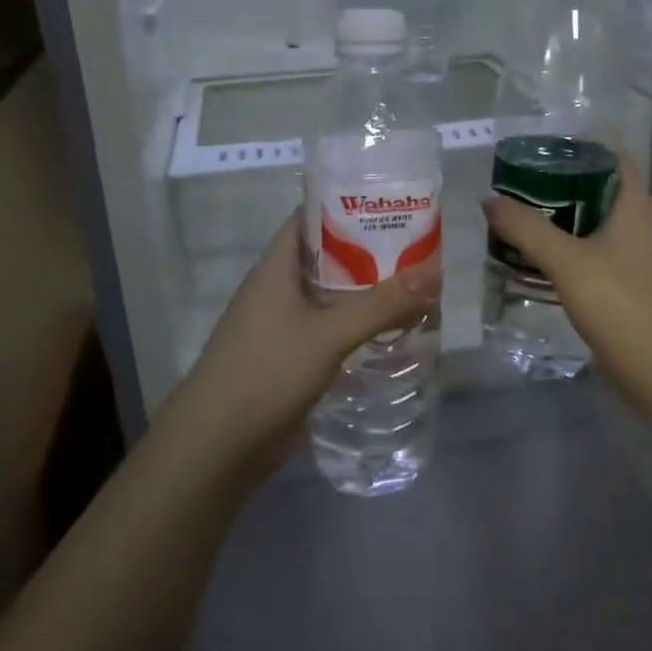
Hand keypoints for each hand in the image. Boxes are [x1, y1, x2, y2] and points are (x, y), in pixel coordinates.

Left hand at [165, 214, 439, 476]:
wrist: (217, 446)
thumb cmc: (266, 372)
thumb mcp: (329, 334)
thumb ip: (381, 304)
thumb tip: (435, 272)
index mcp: (276, 268)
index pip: (310, 218)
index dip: (346, 206)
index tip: (390, 204)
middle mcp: (277, 290)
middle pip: (326, 258)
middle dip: (368, 252)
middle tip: (416, 249)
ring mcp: (281, 326)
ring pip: (329, 297)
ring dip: (365, 293)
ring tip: (412, 287)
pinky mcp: (289, 358)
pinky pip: (328, 330)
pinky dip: (356, 326)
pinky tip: (389, 333)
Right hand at [483, 154, 651, 407]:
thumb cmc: (620, 303)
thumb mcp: (566, 261)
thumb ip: (527, 229)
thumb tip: (489, 200)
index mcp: (636, 205)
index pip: (611, 157)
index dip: (578, 148)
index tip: (538, 151)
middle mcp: (645, 223)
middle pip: (601, 190)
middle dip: (561, 185)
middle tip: (518, 185)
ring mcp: (643, 255)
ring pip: (599, 224)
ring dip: (565, 220)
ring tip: (522, 219)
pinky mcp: (636, 284)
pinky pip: (601, 253)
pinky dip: (574, 249)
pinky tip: (544, 261)